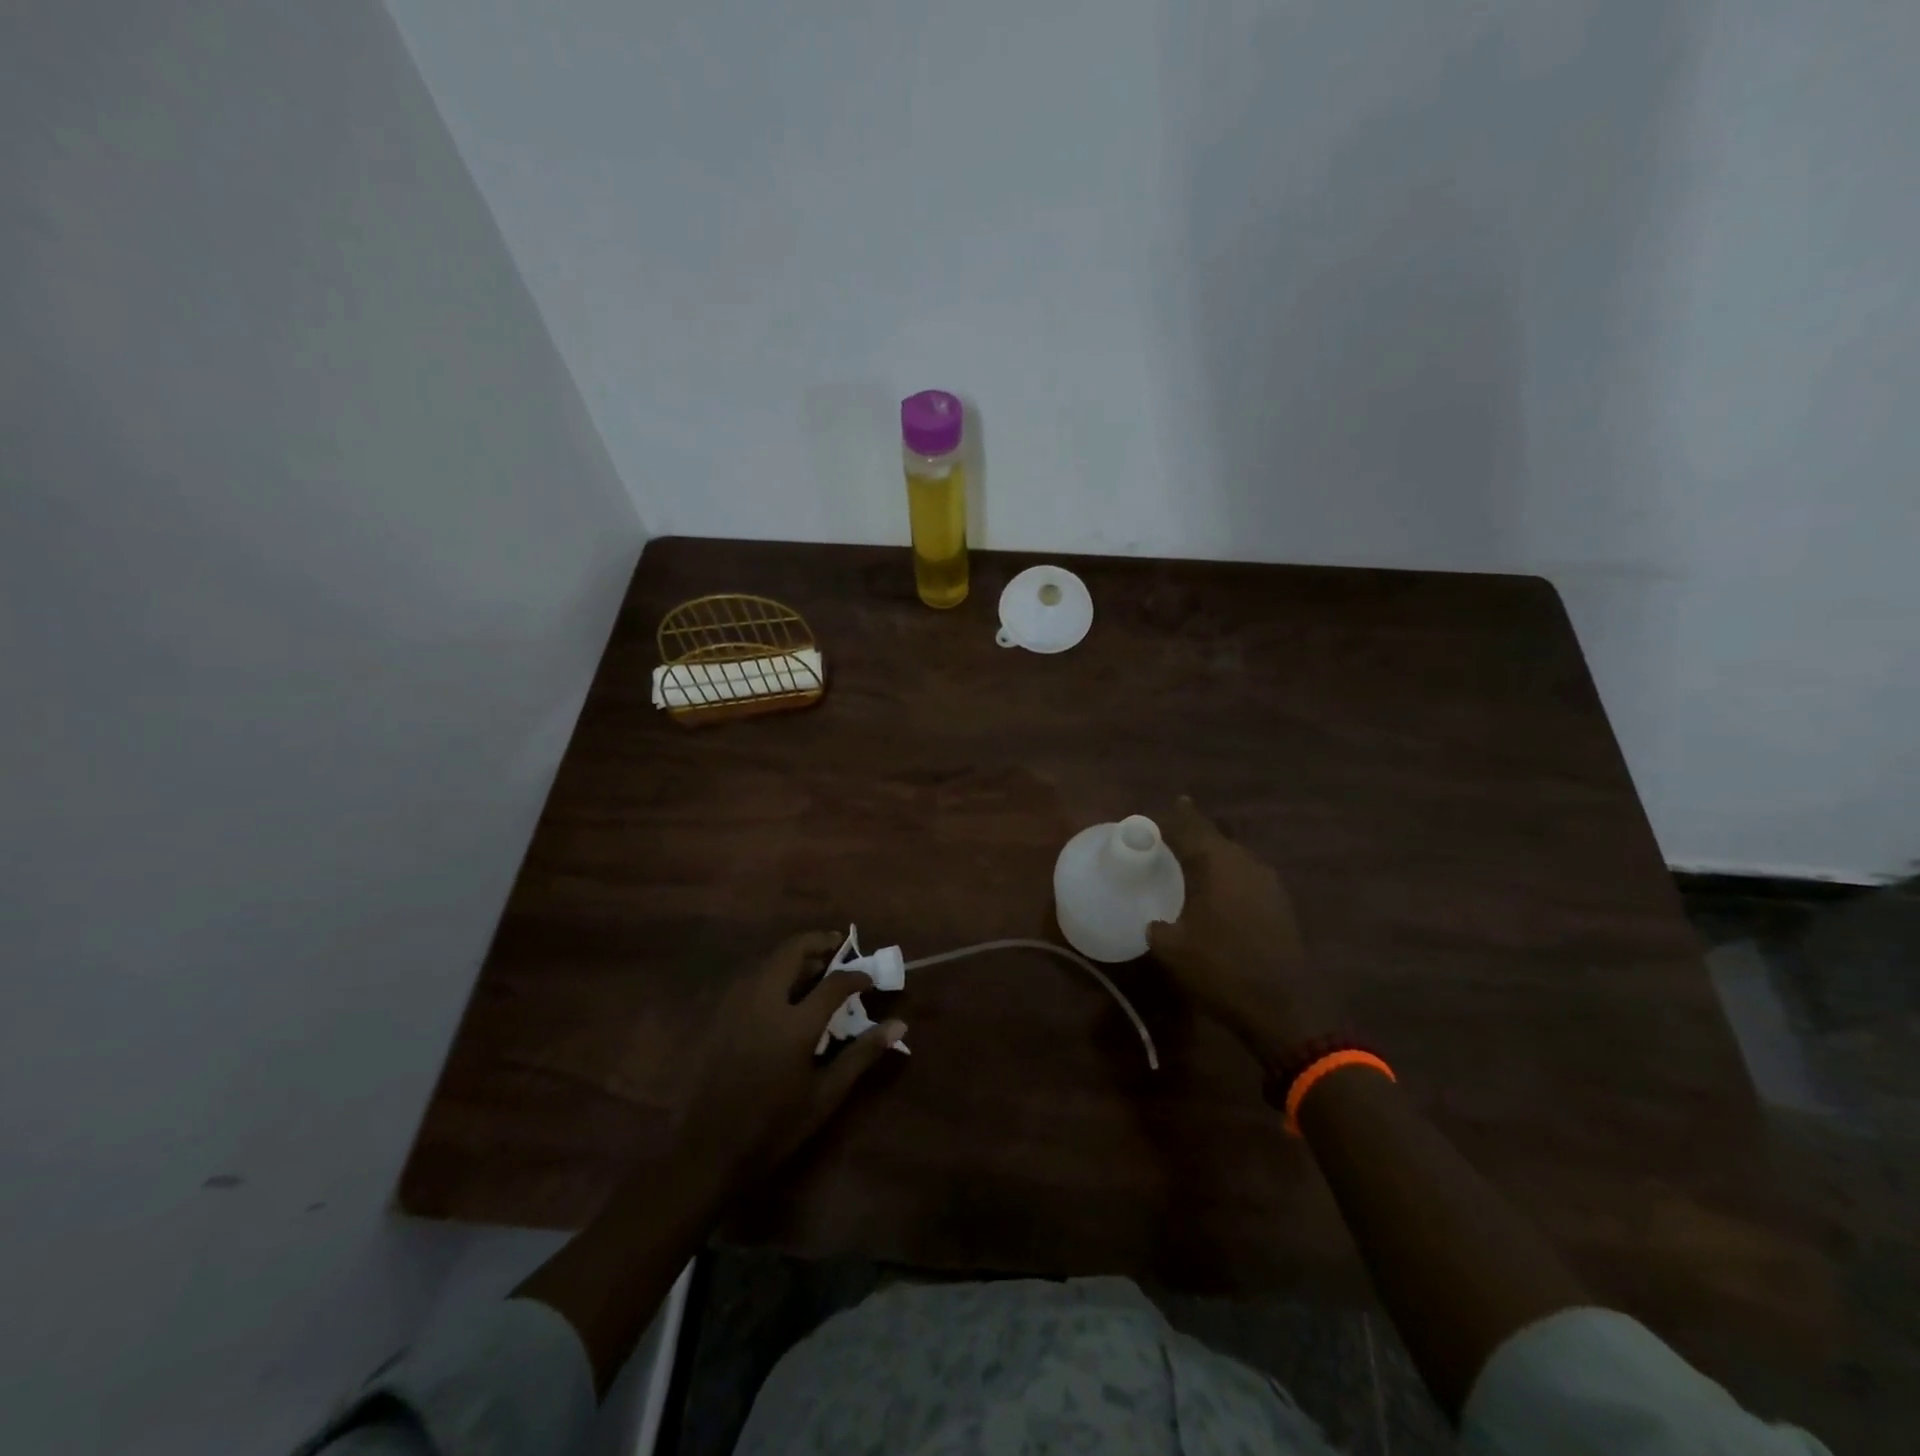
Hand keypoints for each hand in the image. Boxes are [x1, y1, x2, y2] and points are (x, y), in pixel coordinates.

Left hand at [672, 930, 906, 1190]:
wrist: (707, 1150)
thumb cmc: (773, 1126)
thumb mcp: (825, 1095)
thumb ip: (862, 1054)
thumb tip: (899, 1025)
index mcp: (794, 1024)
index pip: (834, 982)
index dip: (856, 975)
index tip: (869, 979)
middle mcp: (764, 1001)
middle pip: (793, 950)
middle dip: (819, 943)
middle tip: (839, 949)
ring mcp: (736, 1004)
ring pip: (769, 960)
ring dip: (795, 955)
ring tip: (816, 970)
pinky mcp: (720, 1013)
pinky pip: (752, 977)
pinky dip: (774, 971)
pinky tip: (784, 993)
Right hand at [1147, 798, 1342, 1065]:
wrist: (1285, 1008)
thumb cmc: (1222, 968)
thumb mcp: (1173, 949)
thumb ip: (1157, 928)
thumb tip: (1154, 923)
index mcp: (1218, 862)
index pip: (1192, 826)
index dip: (1175, 816)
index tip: (1161, 810)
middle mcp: (1247, 863)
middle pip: (1216, 838)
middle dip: (1194, 835)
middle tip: (1171, 837)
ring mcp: (1270, 885)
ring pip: (1235, 859)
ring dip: (1214, 859)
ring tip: (1191, 866)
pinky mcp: (1281, 907)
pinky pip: (1247, 880)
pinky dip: (1228, 880)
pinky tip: (1217, 896)